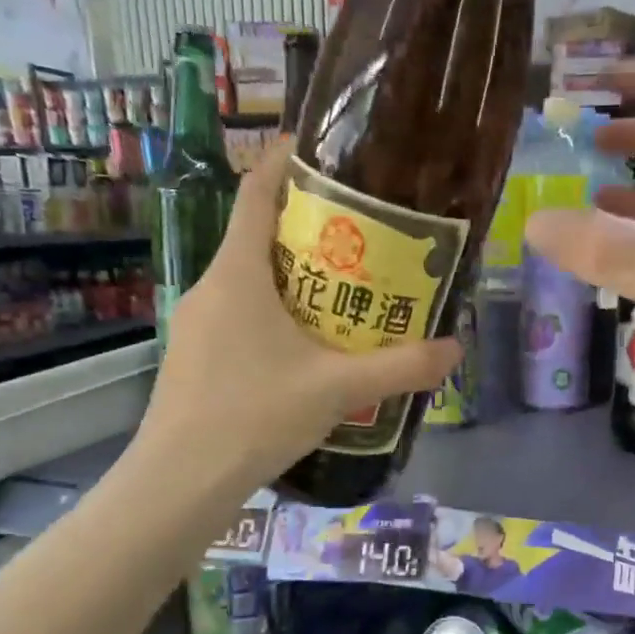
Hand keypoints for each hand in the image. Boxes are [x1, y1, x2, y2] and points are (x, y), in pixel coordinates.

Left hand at [143, 137, 460, 488]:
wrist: (179, 482)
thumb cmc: (253, 416)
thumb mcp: (336, 390)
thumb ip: (400, 367)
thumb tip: (455, 349)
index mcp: (239, 274)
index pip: (256, 192)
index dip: (286, 161)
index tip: (325, 150)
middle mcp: (212, 287)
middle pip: (260, 237)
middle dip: (311, 230)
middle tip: (366, 238)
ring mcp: (197, 324)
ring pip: (251, 281)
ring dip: (296, 278)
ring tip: (348, 293)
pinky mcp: (196, 357)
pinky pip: (241, 316)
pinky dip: (277, 315)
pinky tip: (309, 350)